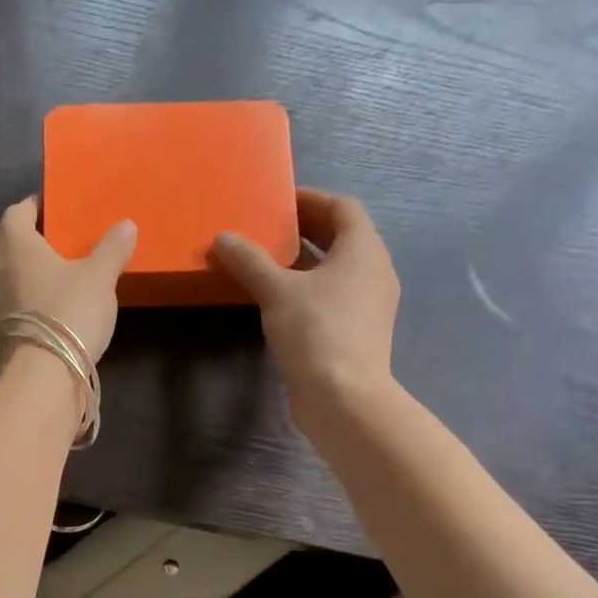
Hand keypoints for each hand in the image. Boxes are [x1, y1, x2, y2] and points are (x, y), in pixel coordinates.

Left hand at [0, 196, 135, 363]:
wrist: (43, 370)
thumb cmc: (71, 312)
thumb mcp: (100, 278)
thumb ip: (111, 248)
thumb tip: (126, 224)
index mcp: (15, 241)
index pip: (17, 211)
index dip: (32, 207)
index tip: (49, 210)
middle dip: (7, 235)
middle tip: (33, 243)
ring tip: (15, 274)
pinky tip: (4, 305)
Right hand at [212, 188, 398, 427]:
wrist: (344, 398)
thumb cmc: (316, 333)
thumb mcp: (277, 292)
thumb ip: (250, 261)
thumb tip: (223, 237)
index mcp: (363, 250)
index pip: (342, 207)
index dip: (311, 199)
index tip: (278, 201)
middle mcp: (374, 271)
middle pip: (342, 237)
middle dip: (306, 229)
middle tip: (268, 228)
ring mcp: (369, 305)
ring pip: (337, 269)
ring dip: (305, 261)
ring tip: (267, 261)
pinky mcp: (358, 332)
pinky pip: (334, 296)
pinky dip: (309, 289)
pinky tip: (279, 300)